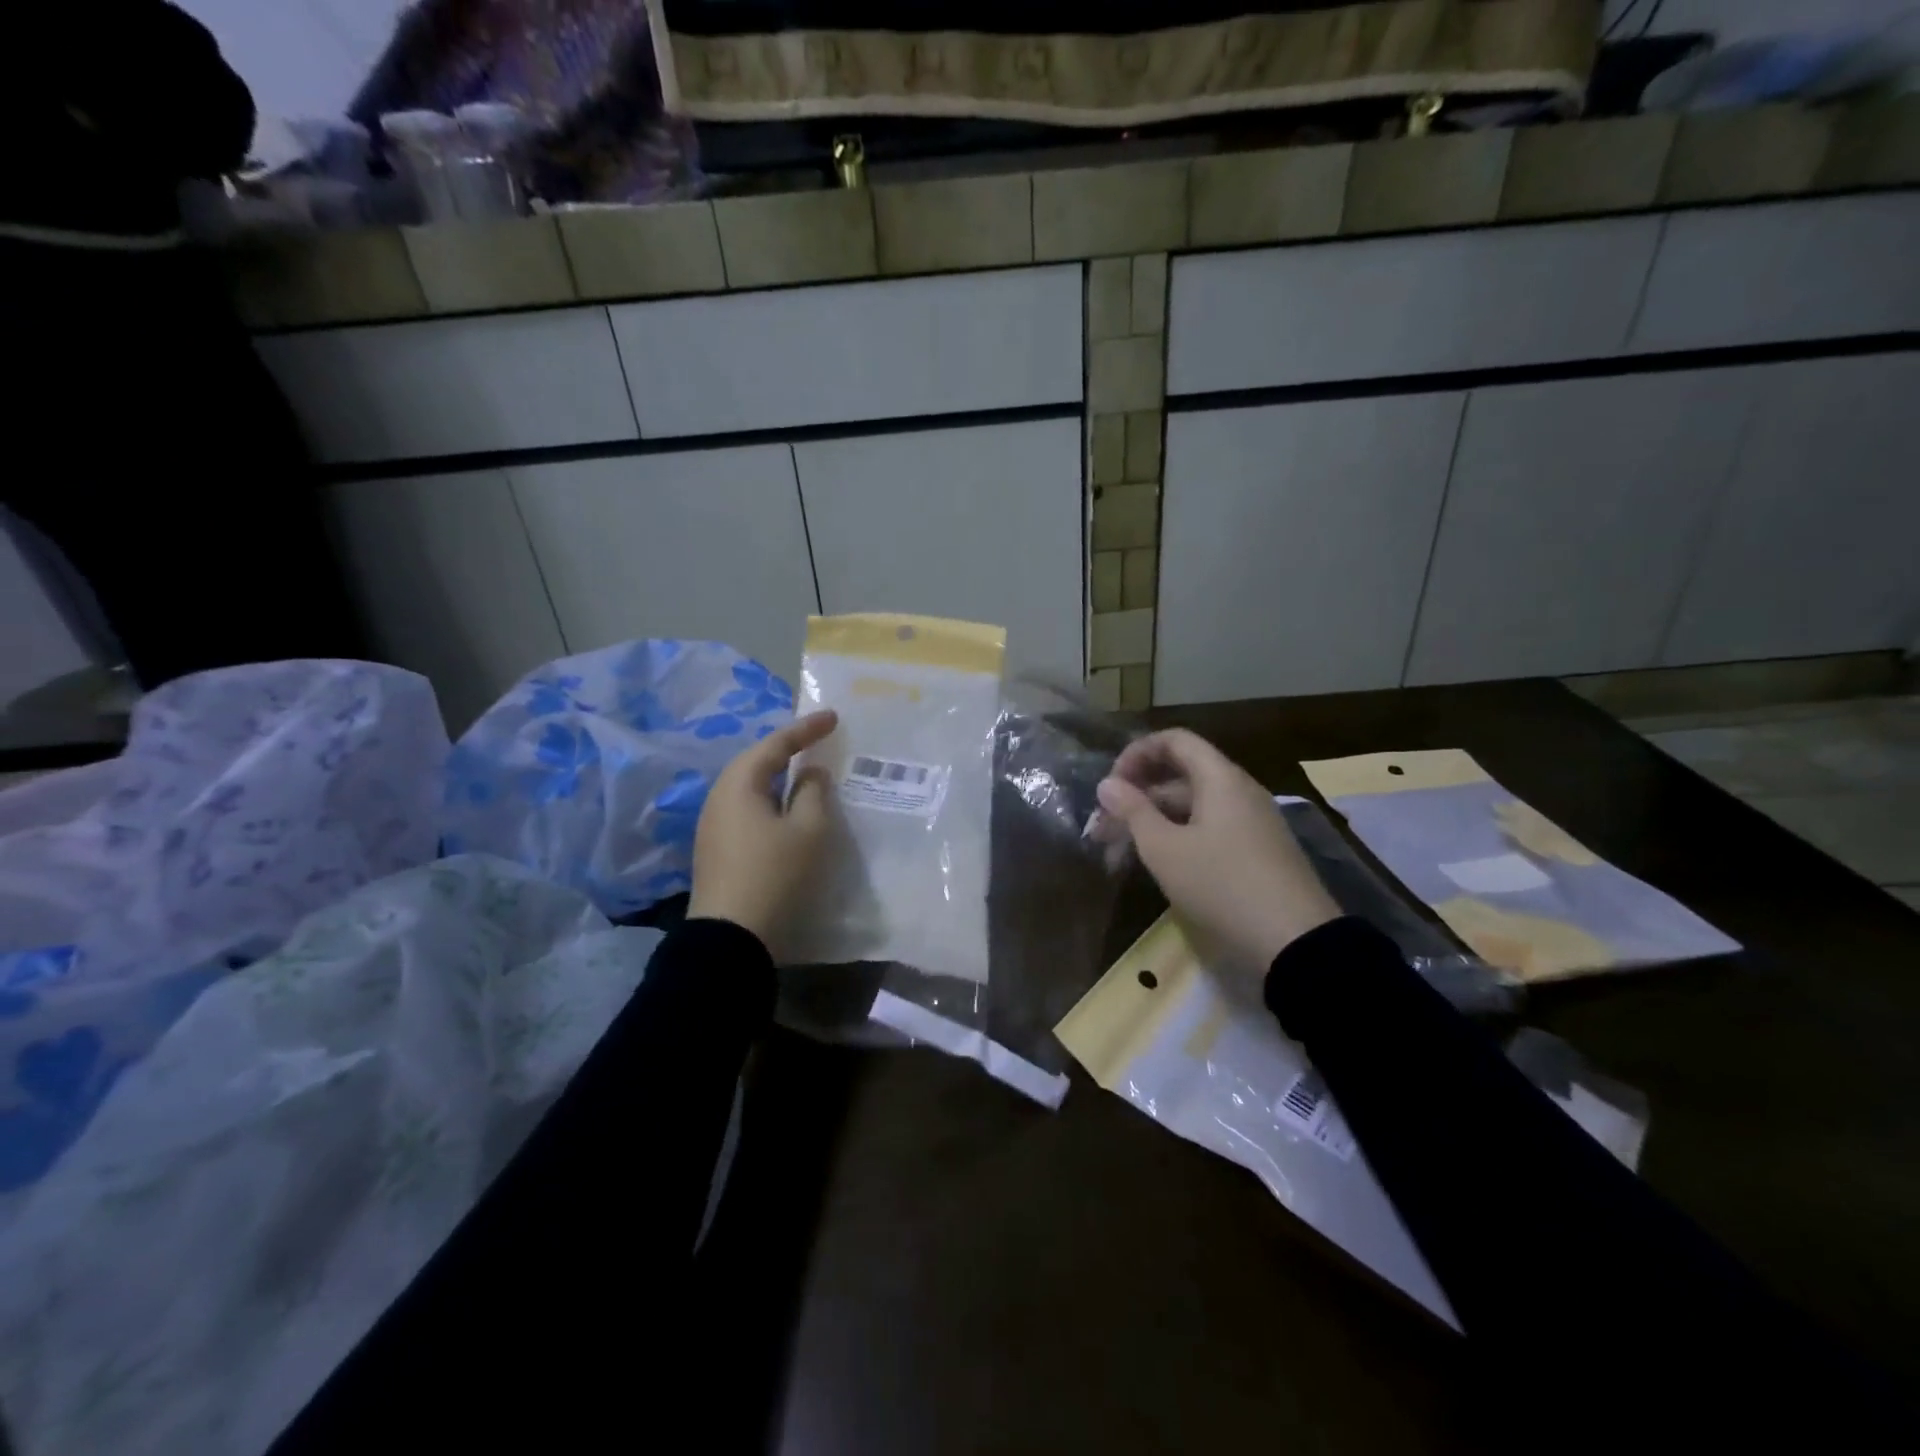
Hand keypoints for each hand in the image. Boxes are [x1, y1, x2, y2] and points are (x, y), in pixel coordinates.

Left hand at [687, 709, 838, 950]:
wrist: (731, 939)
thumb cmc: (775, 874)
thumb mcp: (809, 830)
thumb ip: (814, 792)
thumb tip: (810, 773)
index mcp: (739, 784)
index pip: (775, 744)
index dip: (806, 728)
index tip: (833, 717)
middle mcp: (719, 798)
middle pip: (756, 762)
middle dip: (788, 749)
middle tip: (818, 741)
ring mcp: (713, 826)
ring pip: (751, 788)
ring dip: (779, 778)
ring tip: (806, 773)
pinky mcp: (717, 850)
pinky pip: (748, 810)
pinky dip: (771, 801)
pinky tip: (788, 811)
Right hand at [1096, 729, 1338, 973]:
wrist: (1296, 941)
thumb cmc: (1222, 884)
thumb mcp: (1165, 849)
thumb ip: (1133, 811)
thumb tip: (1107, 784)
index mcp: (1220, 778)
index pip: (1174, 740)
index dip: (1136, 753)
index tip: (1110, 786)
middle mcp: (1239, 791)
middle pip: (1181, 775)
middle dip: (1137, 797)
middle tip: (1103, 829)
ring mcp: (1251, 822)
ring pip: (1192, 807)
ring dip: (1153, 822)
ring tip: (1119, 855)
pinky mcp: (1257, 851)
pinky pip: (1209, 829)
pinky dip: (1178, 838)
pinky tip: (1157, 866)